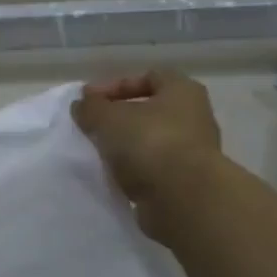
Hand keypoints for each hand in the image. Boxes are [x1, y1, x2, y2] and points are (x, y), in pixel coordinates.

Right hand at [72, 70, 223, 240]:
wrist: (184, 200)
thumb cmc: (149, 142)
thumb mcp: (108, 117)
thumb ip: (91, 107)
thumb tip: (82, 105)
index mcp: (183, 91)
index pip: (148, 76)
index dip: (116, 84)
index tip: (90, 100)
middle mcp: (194, 118)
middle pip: (150, 111)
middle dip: (119, 117)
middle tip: (92, 126)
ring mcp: (193, 153)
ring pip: (151, 141)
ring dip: (125, 146)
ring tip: (99, 153)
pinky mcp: (186, 183)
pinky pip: (153, 169)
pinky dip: (134, 171)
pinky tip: (114, 176)